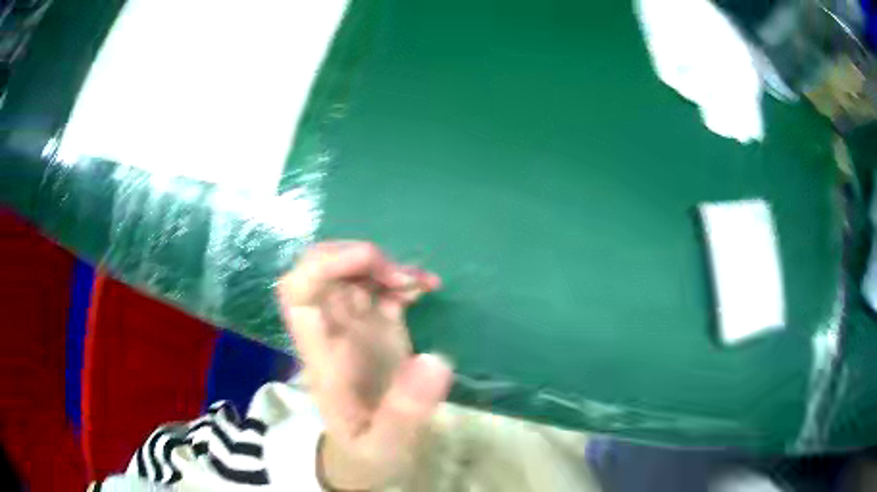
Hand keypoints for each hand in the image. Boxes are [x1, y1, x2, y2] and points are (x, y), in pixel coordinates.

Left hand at [277, 242, 452, 489]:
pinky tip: (426, 288)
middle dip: (357, 257)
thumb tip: (435, 361)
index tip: (370, 261)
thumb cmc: (367, 453)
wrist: (366, 458)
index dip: (324, 265)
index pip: (297, 293)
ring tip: (419, 283)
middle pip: (320, 268)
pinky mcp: (377, 328)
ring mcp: (354, 327)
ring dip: (384, 265)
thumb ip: (405, 412)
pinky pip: (381, 288)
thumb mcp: (384, 445)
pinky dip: (402, 278)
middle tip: (398, 277)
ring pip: (351, 272)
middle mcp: (332, 331)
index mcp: (323, 355)